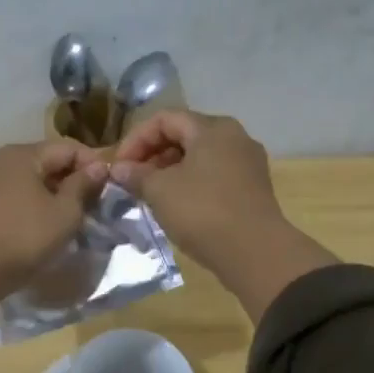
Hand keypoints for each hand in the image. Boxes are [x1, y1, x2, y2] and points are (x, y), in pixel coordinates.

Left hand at [0, 140, 107, 296]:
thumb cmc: (24, 238)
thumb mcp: (65, 214)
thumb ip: (82, 186)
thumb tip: (97, 167)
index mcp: (21, 155)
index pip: (66, 148)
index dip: (91, 164)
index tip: (107, 186)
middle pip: (38, 162)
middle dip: (63, 178)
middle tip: (84, 203)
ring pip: (12, 180)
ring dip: (33, 191)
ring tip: (49, 213)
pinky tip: (0, 216)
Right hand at [108, 112, 283, 264]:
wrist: (255, 252)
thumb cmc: (203, 211)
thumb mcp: (160, 191)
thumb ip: (136, 174)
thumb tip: (118, 169)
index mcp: (212, 128)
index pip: (164, 119)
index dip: (135, 139)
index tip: (119, 167)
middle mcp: (234, 137)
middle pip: (184, 135)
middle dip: (152, 155)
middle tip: (132, 180)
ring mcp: (247, 163)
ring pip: (199, 157)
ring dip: (169, 171)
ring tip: (150, 194)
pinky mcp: (252, 188)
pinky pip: (214, 175)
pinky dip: (190, 183)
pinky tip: (176, 206)